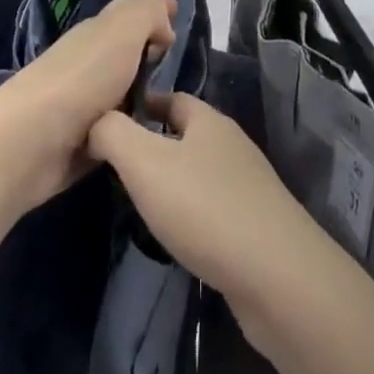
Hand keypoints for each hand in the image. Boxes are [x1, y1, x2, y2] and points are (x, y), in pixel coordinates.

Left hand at [0, 0, 175, 209]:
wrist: (31, 143)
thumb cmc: (82, 78)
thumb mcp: (122, 31)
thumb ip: (148, 13)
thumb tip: (164, 24)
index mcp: (97, 33)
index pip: (129, 15)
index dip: (154, 14)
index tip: (178, 19)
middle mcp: (89, 64)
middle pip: (126, 53)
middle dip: (150, 55)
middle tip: (178, 67)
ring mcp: (84, 106)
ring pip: (123, 93)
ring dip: (144, 98)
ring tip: (177, 112)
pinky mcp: (82, 145)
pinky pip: (117, 131)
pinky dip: (131, 132)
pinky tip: (153, 142)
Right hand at [88, 92, 322, 308]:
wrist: (276, 276)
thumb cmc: (204, 207)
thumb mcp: (144, 163)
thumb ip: (113, 133)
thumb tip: (96, 121)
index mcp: (209, 121)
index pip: (170, 97)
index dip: (139, 106)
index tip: (107, 125)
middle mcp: (232, 145)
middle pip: (186, 135)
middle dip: (152, 146)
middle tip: (115, 169)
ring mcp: (248, 185)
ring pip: (199, 172)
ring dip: (172, 182)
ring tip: (139, 204)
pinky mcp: (256, 224)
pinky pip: (214, 207)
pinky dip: (191, 214)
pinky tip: (177, 236)